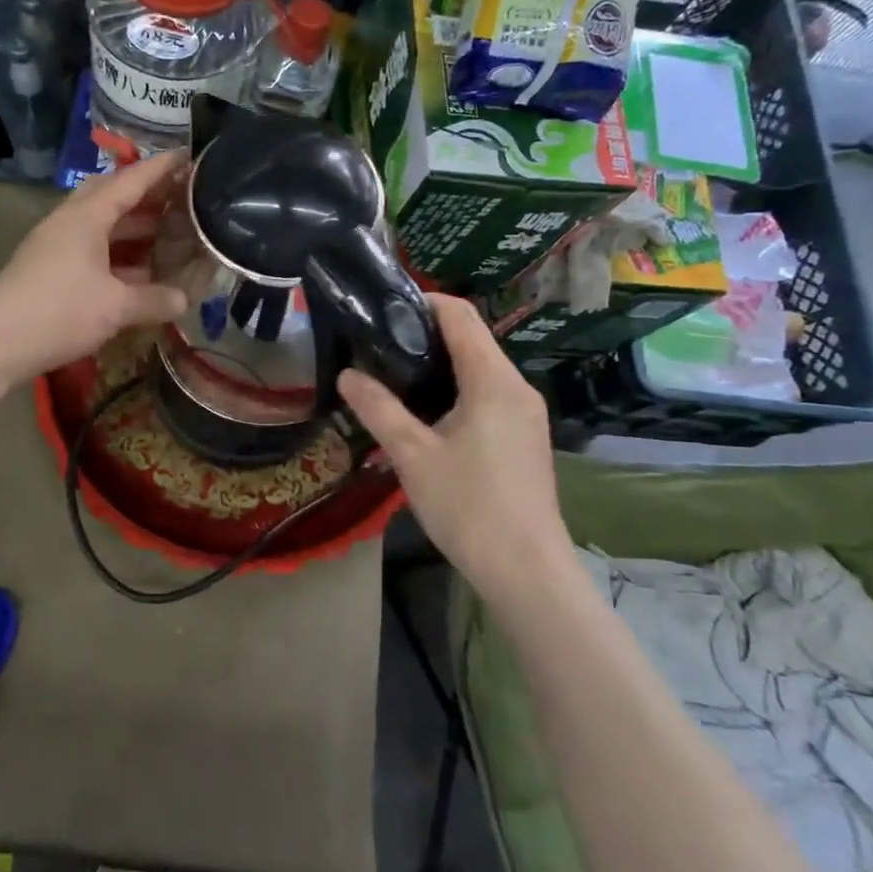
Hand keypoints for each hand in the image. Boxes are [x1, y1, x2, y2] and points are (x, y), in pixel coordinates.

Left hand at [0, 152, 190, 386]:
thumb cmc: (59, 311)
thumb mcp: (116, 307)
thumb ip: (155, 300)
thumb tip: (184, 299)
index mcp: (87, 216)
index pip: (131, 180)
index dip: (161, 168)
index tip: (190, 156)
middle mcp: (70, 222)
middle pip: (112, 196)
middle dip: (147, 196)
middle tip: (181, 199)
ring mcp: (57, 245)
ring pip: (102, 226)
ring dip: (134, 228)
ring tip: (169, 235)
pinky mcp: (50, 270)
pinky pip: (93, 250)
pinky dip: (119, 255)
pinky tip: (140, 273)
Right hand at [338, 293, 570, 578]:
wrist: (525, 570)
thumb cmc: (468, 506)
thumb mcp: (411, 455)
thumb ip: (377, 408)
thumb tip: (346, 374)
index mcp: (494, 381)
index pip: (461, 316)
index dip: (423, 302)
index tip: (383, 308)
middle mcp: (517, 388)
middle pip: (471, 340)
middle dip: (425, 335)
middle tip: (377, 344)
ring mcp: (525, 414)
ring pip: (479, 370)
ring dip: (439, 365)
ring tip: (392, 376)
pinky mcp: (524, 437)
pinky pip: (487, 395)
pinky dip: (455, 390)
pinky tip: (424, 414)